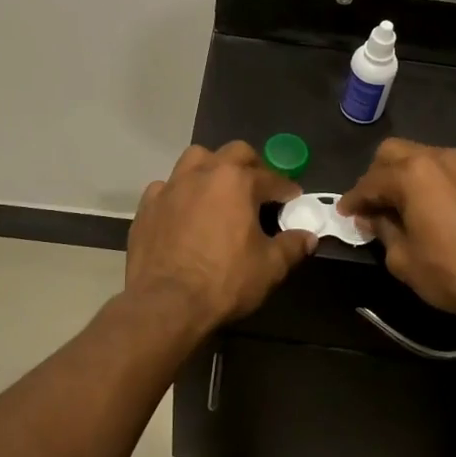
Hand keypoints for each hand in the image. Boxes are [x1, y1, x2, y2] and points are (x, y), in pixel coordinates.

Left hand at [126, 142, 316, 340]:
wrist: (164, 303)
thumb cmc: (224, 281)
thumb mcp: (269, 267)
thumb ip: (291, 246)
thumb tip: (308, 237)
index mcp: (236, 182)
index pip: (270, 178)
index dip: (286, 188)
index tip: (293, 198)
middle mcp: (203, 174)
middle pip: (233, 153)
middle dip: (251, 165)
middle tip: (259, 187)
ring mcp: (171, 187)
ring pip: (195, 159)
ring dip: (212, 168)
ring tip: (219, 190)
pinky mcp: (147, 206)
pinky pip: (166, 187)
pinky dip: (180, 193)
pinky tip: (184, 211)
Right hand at [338, 139, 455, 330]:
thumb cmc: (454, 272)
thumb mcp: (404, 260)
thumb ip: (382, 231)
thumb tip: (372, 217)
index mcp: (412, 174)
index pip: (370, 181)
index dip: (353, 199)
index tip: (344, 213)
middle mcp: (439, 158)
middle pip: (394, 152)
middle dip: (377, 175)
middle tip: (373, 204)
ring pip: (424, 157)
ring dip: (407, 175)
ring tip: (404, 205)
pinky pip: (450, 170)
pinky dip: (435, 182)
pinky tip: (437, 208)